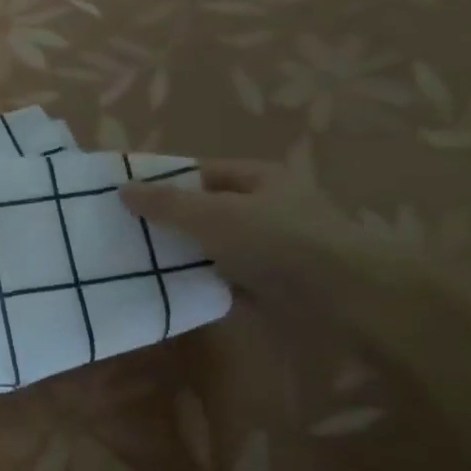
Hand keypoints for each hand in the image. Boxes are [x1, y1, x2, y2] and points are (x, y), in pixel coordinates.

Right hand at [121, 160, 421, 320]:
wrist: (349, 299)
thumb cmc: (278, 242)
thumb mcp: (212, 215)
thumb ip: (166, 203)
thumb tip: (122, 189)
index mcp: (259, 178)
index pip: (200, 172)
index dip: (163, 182)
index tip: (126, 199)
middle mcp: (269, 207)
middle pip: (207, 209)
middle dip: (170, 221)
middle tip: (127, 234)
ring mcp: (274, 247)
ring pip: (216, 246)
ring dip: (186, 255)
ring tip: (141, 265)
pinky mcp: (276, 284)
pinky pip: (229, 278)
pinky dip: (206, 282)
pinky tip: (176, 290)